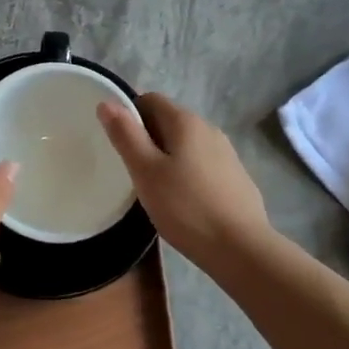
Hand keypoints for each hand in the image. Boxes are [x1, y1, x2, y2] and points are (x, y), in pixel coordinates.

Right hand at [98, 94, 271, 265]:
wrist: (241, 248)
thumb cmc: (186, 207)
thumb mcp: (146, 171)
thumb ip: (126, 135)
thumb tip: (108, 102)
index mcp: (186, 122)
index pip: (150, 100)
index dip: (130, 115)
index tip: (119, 144)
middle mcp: (209, 129)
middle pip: (169, 121)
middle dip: (147, 139)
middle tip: (132, 170)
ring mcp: (226, 153)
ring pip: (186, 145)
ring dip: (167, 157)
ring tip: (155, 189)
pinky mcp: (236, 177)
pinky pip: (202, 164)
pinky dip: (187, 173)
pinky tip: (183, 202)